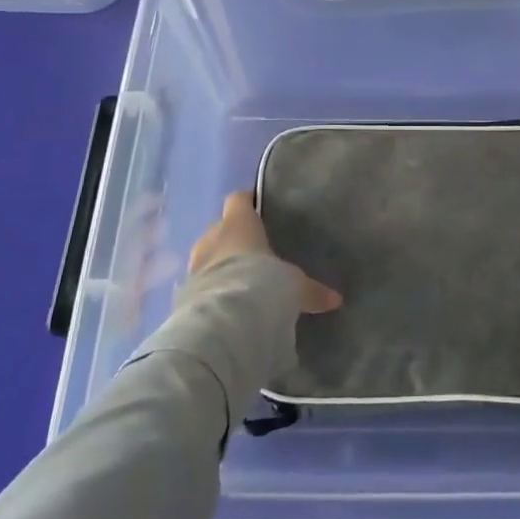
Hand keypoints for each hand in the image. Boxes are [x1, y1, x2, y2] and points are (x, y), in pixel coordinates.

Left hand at [189, 191, 341, 314]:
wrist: (223, 319)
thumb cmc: (261, 281)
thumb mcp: (293, 285)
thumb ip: (311, 290)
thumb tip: (336, 299)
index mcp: (238, 223)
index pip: (238, 199)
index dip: (247, 202)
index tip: (258, 208)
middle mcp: (212, 236)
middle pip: (220, 228)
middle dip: (232, 239)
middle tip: (252, 254)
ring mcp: (195, 264)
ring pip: (207, 256)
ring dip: (219, 266)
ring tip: (237, 282)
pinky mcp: (184, 292)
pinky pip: (199, 285)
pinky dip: (210, 291)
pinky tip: (224, 306)